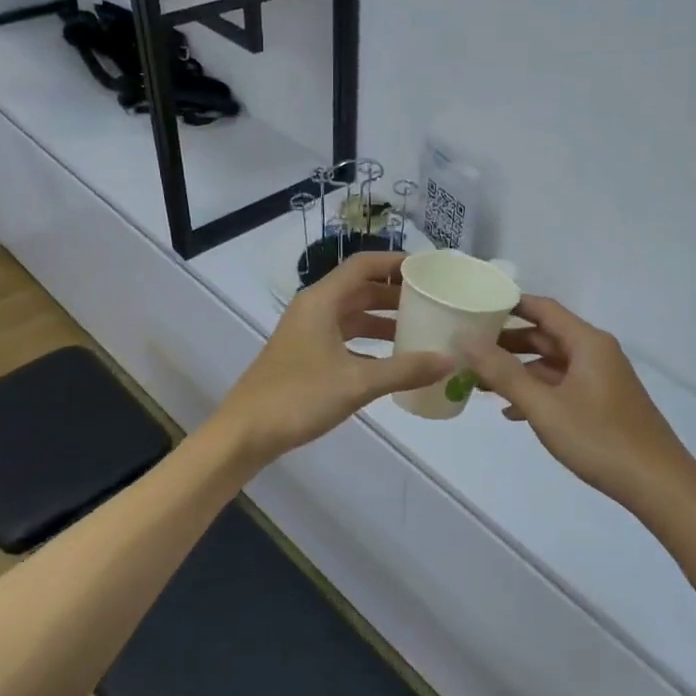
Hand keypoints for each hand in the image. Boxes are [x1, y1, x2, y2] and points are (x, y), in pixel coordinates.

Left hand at [215, 250, 455, 466]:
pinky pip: (345, 338)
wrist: (246, 432)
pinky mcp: (305, 356)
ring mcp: (307, 333)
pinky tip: (393, 361)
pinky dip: (369, 344)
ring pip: (352, 316)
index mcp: (321, 301)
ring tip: (420, 329)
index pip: (363, 265)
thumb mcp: (357, 383)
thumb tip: (450, 361)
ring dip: (383, 320)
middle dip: (395, 293)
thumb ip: (405, 370)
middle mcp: (314, 309)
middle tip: (433, 301)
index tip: (429, 269)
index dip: (396, 262)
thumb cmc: (298, 397)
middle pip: (360, 289)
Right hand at [461, 296, 695, 510]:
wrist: (658, 484)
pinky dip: (537, 392)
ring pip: (552, 364)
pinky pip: (563, 386)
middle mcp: (596, 353)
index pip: (543, 309)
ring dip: (519, 371)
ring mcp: (602, 379)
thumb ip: (504, 373)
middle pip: (546, 336)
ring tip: (481, 383)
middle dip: (507, 342)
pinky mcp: (604, 403)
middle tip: (469, 349)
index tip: (475, 308)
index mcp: (587, 343)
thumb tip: (467, 342)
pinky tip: (513, 412)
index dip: (509, 304)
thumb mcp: (544, 406)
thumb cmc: (599, 439)